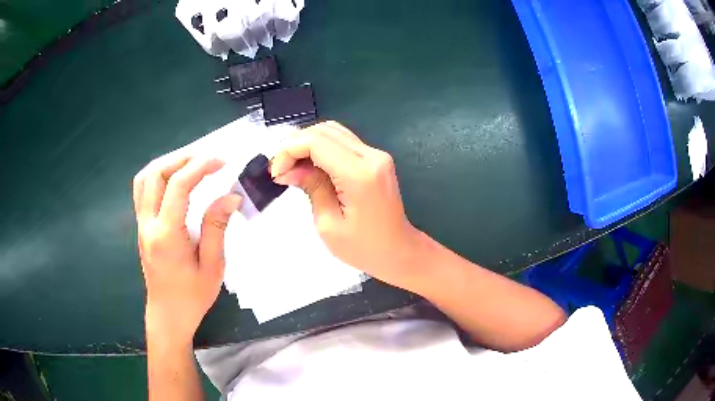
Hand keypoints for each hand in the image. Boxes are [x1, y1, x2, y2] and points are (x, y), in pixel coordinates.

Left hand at [133, 152, 241, 345]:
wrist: (168, 315)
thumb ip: (217, 227)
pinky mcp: (141, 227)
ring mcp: (141, 224)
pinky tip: (173, 179)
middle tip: (206, 159)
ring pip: (144, 179)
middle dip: (182, 158)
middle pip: (155, 174)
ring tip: (190, 163)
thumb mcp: (212, 266)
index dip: (200, 166)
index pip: (178, 186)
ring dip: (167, 164)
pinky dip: (157, 176)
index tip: (221, 161)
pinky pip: (142, 191)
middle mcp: (148, 224)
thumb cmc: (192, 296)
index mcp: (166, 235)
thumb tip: (230, 195)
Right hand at [270, 121, 422, 289]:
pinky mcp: (376, 158)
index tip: (276, 172)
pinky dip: (321, 148)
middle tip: (280, 170)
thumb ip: (311, 187)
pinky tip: (310, 165)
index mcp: (360, 173)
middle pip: (324, 131)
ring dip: (307, 144)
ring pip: (333, 131)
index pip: (316, 141)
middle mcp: (371, 155)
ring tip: (291, 167)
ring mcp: (377, 154)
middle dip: (295, 145)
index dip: (289, 150)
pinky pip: (343, 142)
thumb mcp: (328, 223)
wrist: (399, 251)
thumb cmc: (363, 248)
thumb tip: (289, 168)